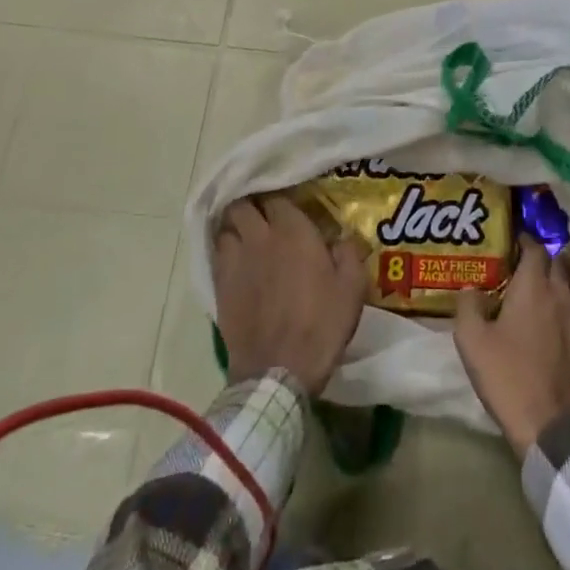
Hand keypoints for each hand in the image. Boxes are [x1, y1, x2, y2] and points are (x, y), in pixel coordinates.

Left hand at [213, 195, 367, 395]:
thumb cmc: (321, 324)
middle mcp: (260, 237)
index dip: (281, 199)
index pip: (277, 197)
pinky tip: (236, 263)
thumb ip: (349, 253)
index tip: (289, 206)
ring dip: (235, 229)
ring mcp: (235, 262)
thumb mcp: (352, 288)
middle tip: (263, 216)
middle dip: (250, 206)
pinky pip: (217, 256)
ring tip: (246, 237)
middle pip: (242, 205)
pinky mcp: (220, 287)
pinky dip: (225, 253)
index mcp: (293, 231)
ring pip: (225, 229)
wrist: (278, 372)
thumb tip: (341, 239)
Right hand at [454, 237, 569, 455]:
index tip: (509, 241)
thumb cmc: (508, 375)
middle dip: (543, 253)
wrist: (550, 424)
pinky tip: (547, 310)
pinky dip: (562, 297)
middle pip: (558, 259)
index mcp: (533, 285)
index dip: (523, 240)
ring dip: (556, 273)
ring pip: (569, 281)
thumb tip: (470, 288)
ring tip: (536, 280)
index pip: (535, 248)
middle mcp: (558, 292)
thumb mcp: (472, 341)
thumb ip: (468, 306)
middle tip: (521, 258)